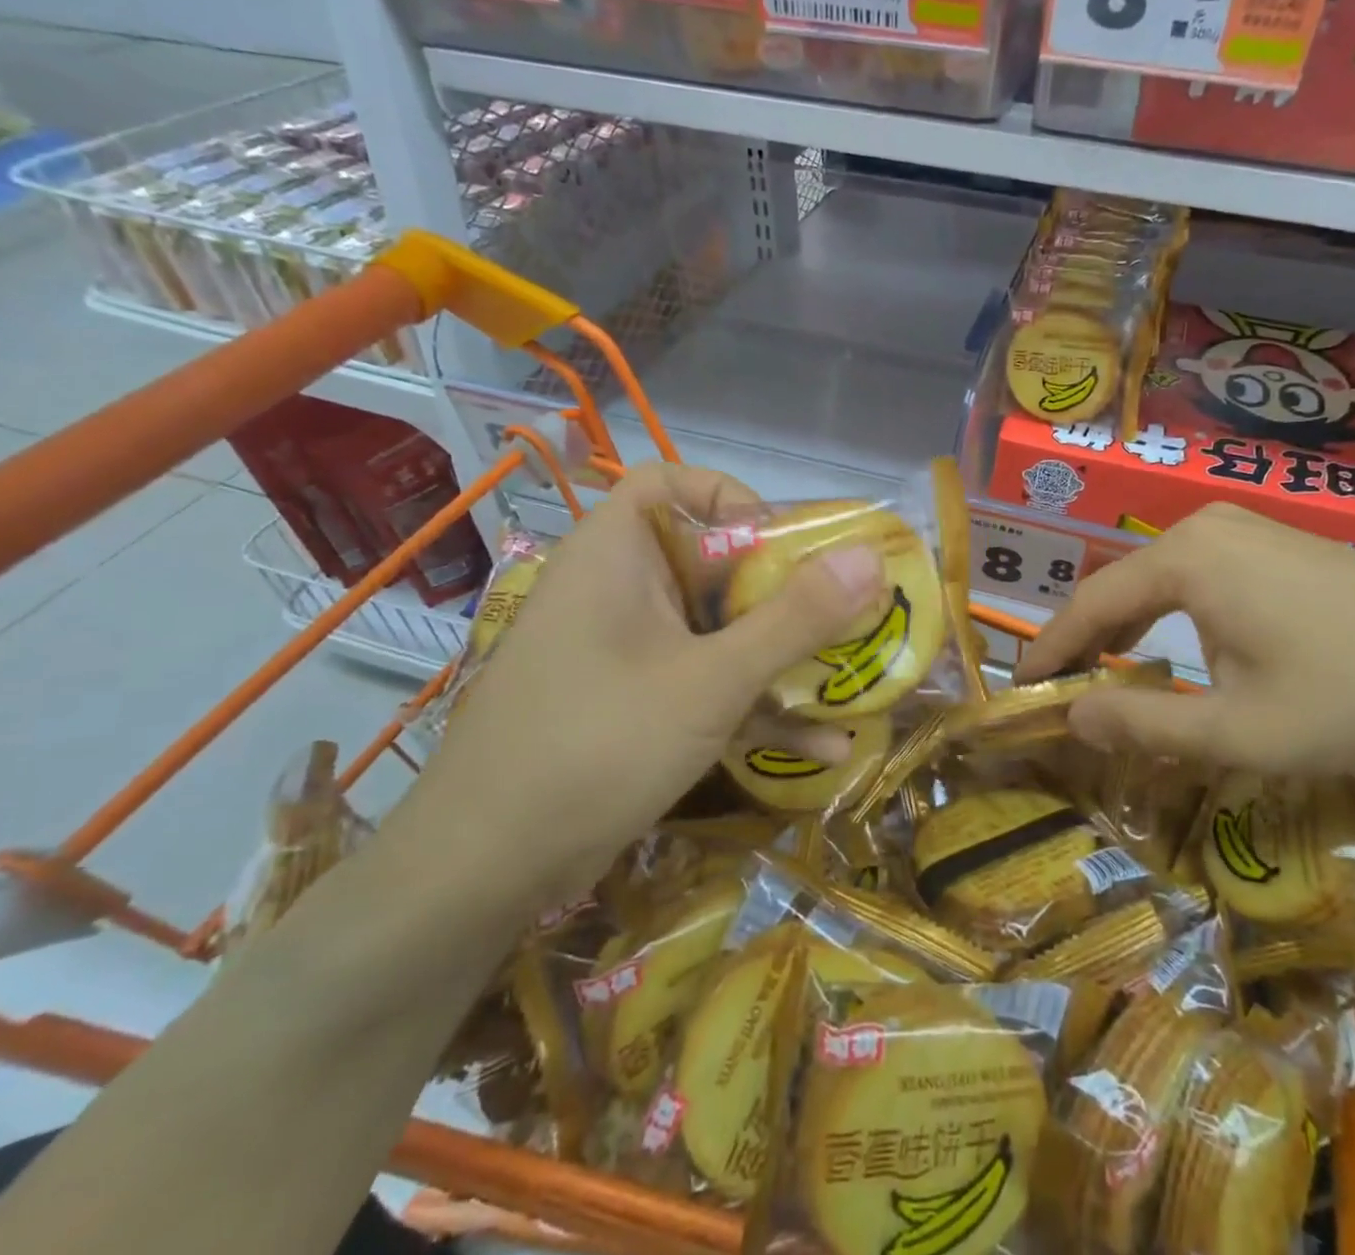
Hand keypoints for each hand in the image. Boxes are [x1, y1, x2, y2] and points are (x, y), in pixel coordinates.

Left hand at [414, 464, 883, 904]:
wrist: (484, 872)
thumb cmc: (598, 744)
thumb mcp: (711, 680)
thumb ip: (794, 619)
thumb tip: (870, 556)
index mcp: (617, 553)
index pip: (672, 483)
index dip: (735, 500)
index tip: (788, 546)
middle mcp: (618, 591)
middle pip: (710, 563)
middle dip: (784, 593)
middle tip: (847, 616)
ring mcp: (625, 654)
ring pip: (715, 632)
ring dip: (781, 657)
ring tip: (853, 677)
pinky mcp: (633, 707)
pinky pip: (704, 686)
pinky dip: (755, 707)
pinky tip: (825, 747)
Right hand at [1017, 504, 1354, 778]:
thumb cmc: (1349, 696)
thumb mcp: (1238, 731)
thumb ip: (1142, 725)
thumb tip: (1071, 718)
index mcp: (1185, 558)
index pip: (1089, 604)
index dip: (1049, 650)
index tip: (1020, 687)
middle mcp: (1203, 526)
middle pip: (1119, 584)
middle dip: (1083, 637)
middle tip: (1057, 686)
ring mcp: (1242, 526)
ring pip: (1156, 577)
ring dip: (1124, 624)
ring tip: (1101, 671)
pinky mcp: (1270, 539)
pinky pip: (1194, 571)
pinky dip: (1166, 611)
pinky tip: (1170, 645)